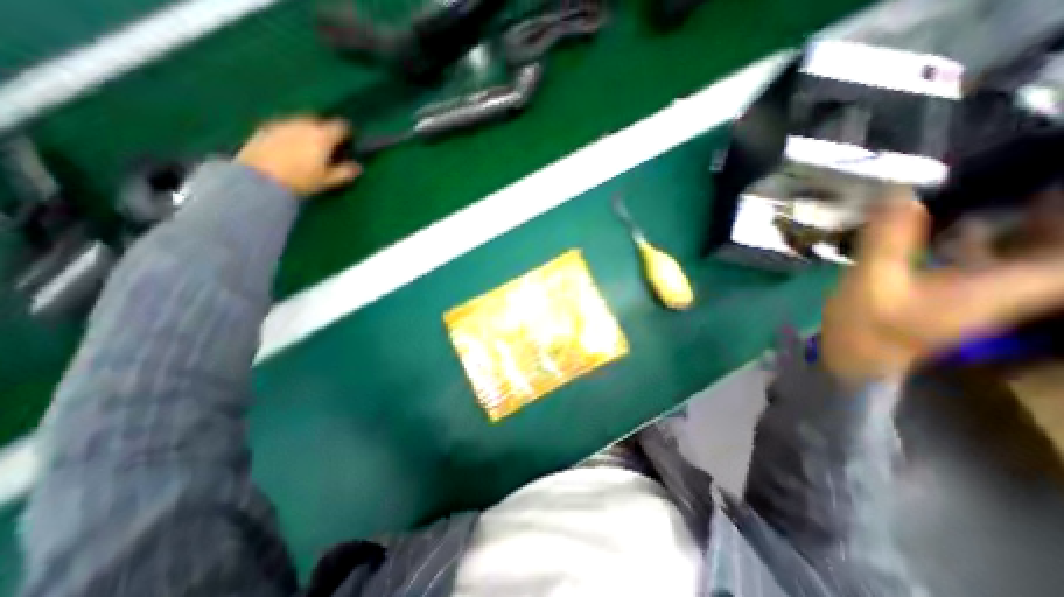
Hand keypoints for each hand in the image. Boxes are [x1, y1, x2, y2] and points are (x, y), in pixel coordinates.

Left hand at [236, 116, 362, 198]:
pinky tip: (289, 147)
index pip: (340, 126)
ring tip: (308, 146)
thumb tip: (358, 167)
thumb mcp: (328, 180)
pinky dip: (291, 133)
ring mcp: (282, 124)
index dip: (346, 132)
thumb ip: (344, 172)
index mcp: (322, 136)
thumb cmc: (301, 180)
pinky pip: (284, 127)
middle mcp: (303, 124)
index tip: (349, 141)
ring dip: (307, 131)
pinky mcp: (265, 128)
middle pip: (318, 121)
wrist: (260, 178)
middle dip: (325, 130)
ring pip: (300, 122)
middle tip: (328, 145)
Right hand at [821, 188, 1063, 384]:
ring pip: (1023, 251)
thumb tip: (900, 191)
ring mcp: (979, 291)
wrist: (854, 357)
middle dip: (1045, 214)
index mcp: (1004, 286)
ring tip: (995, 188)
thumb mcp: (872, 280)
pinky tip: (954, 221)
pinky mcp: (951, 292)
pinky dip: (981, 237)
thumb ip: (888, 239)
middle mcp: (1007, 287)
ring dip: (1020, 221)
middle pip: (1052, 250)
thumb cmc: (868, 326)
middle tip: (1024, 179)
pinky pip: (986, 258)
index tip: (1047, 186)